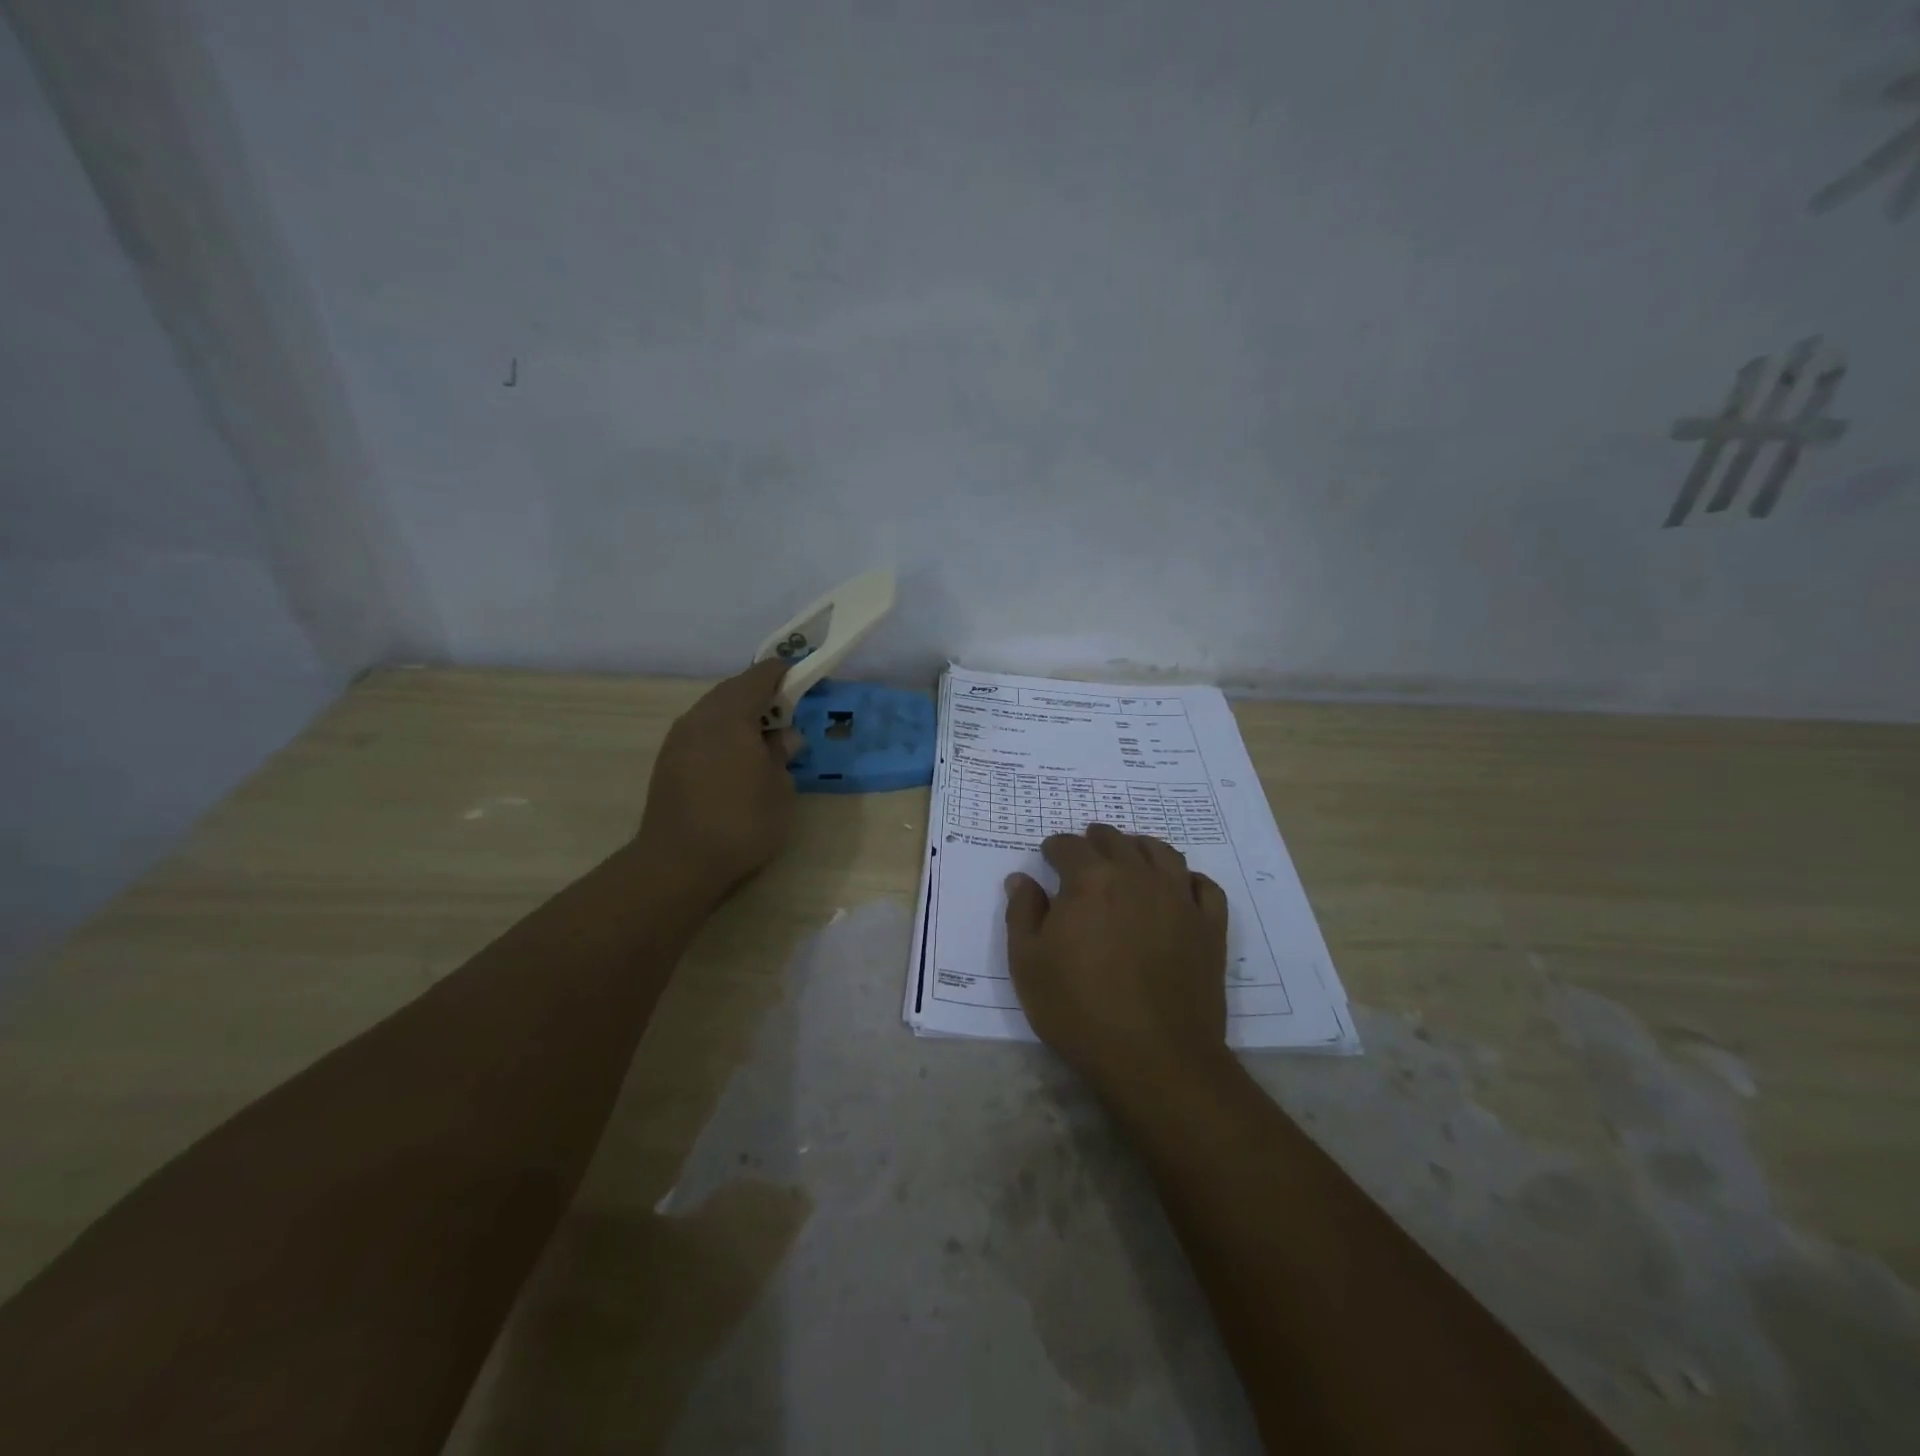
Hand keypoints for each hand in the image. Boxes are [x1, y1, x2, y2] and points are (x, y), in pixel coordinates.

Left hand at [636, 659, 802, 899]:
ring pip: (713, 711)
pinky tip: (735, 760)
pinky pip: (700, 733)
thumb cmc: (741, 821)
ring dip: (738, 716)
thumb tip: (783, 738)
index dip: (784, 673)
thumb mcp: (779, 788)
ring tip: (761, 739)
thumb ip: (782, 755)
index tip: (802, 677)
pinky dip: (721, 735)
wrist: (679, 862)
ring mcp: (678, 738)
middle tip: (786, 713)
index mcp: (731, 714)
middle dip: (760, 695)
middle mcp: (700, 716)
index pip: (760, 676)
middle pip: (733, 691)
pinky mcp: (667, 761)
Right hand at [1005, 824, 1231, 1092]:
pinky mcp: (1209, 926)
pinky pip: (1204, 885)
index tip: (1048, 855)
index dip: (1055, 847)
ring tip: (1130, 854)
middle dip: (1095, 841)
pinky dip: (1187, 878)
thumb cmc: (1079, 1009)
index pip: (1069, 846)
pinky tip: (1179, 886)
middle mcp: (1137, 876)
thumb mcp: (1028, 963)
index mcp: (1090, 879)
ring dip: (1140, 847)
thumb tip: (1021, 878)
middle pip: (1116, 841)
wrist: (1155, 1057)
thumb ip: (1022, 913)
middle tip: (1085, 850)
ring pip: (1162, 853)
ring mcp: (1179, 898)